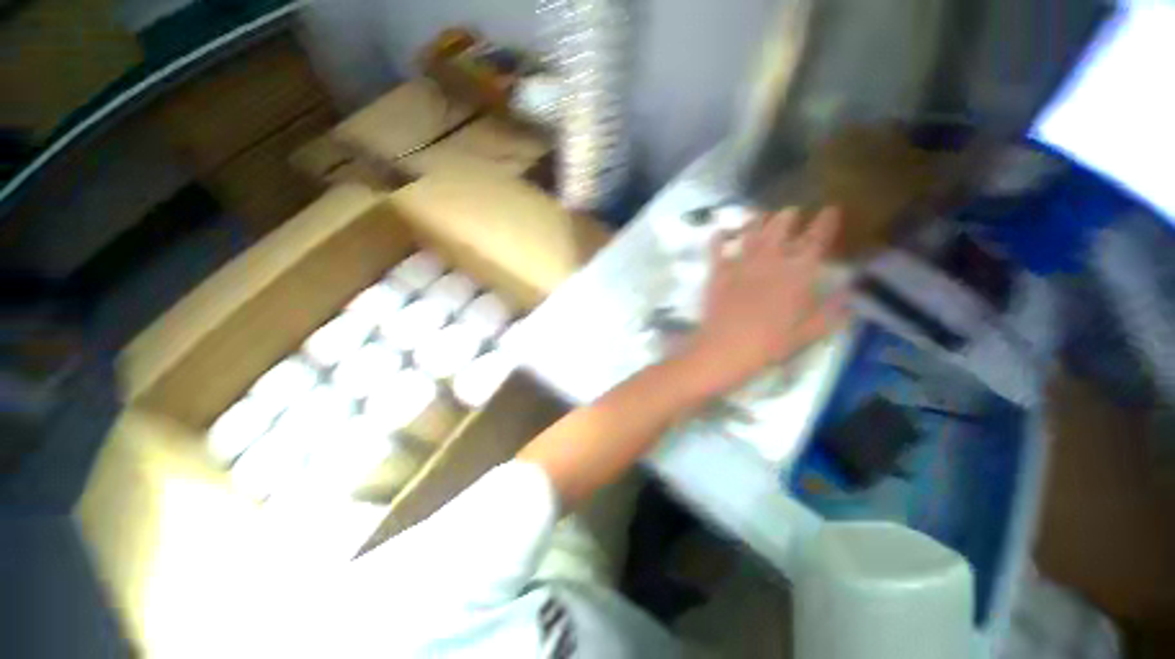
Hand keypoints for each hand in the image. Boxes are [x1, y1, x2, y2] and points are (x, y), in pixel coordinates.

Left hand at [684, 206, 846, 393]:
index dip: (825, 222)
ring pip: (751, 233)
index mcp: (797, 273)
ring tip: (761, 215)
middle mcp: (770, 261)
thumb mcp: (809, 333)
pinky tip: (720, 231)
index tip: (830, 209)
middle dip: (788, 217)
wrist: (727, 347)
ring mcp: (741, 264)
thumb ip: (831, 312)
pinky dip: (718, 238)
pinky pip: (716, 249)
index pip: (816, 240)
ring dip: (758, 221)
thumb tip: (850, 296)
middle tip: (791, 212)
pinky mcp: (718, 272)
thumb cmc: (771, 344)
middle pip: (781, 229)